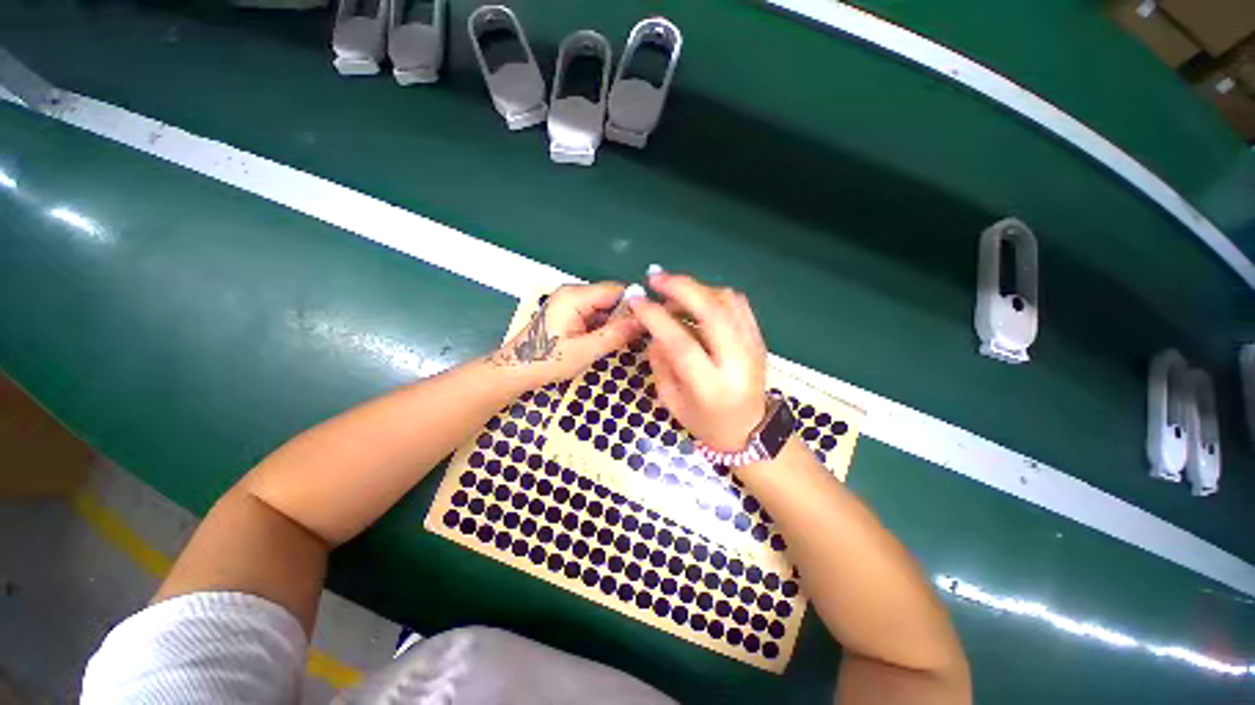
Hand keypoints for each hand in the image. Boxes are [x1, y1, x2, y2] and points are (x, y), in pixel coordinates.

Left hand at [493, 282, 641, 386]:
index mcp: (575, 296)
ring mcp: (570, 303)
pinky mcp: (568, 314)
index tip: (649, 324)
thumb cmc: (547, 361)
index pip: (615, 290)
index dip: (634, 305)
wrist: (515, 371)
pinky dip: (604, 327)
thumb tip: (644, 321)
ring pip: (603, 308)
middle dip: (625, 316)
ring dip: (615, 324)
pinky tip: (610, 342)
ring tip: (628, 342)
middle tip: (640, 338)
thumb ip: (615, 335)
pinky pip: (594, 315)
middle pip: (610, 298)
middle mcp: (573, 294)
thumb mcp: (585, 351)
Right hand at [628, 273, 766, 451]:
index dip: (656, 317)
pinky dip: (714, 294)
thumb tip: (656, 329)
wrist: (749, 431)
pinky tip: (696, 299)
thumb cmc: (705, 422)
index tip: (637, 300)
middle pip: (712, 311)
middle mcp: (737, 362)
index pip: (681, 343)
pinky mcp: (758, 339)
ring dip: (696, 289)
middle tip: (655, 278)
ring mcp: (753, 347)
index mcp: (711, 386)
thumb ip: (660, 363)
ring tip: (673, 294)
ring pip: (727, 301)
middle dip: (681, 287)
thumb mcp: (671, 400)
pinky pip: (738, 304)